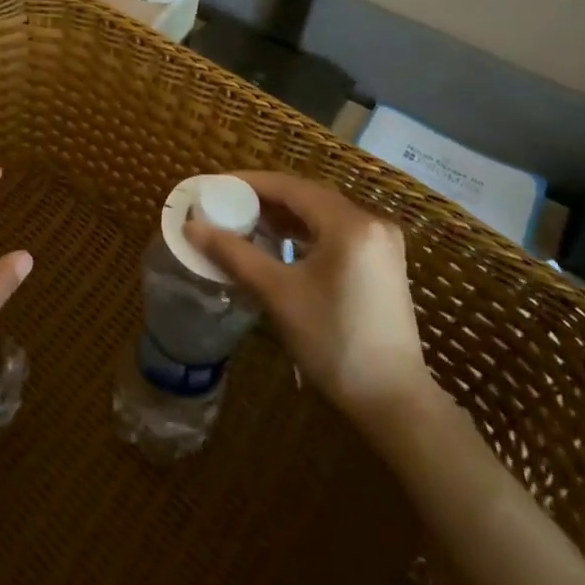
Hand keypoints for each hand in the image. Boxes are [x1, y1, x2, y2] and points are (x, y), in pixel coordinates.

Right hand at [184, 171, 433, 421]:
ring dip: (286, 216)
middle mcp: (371, 222)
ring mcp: (382, 243)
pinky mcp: (384, 263)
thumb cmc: (333, 342)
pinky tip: (281, 244)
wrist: (393, 401)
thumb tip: (192, 226)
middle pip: (308, 197)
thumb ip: (234, 254)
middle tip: (227, 203)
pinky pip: (337, 233)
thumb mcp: (278, 293)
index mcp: (349, 224)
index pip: (291, 186)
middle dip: (266, 199)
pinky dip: (307, 233)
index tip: (216, 185)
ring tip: (247, 222)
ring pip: (323, 215)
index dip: (250, 183)